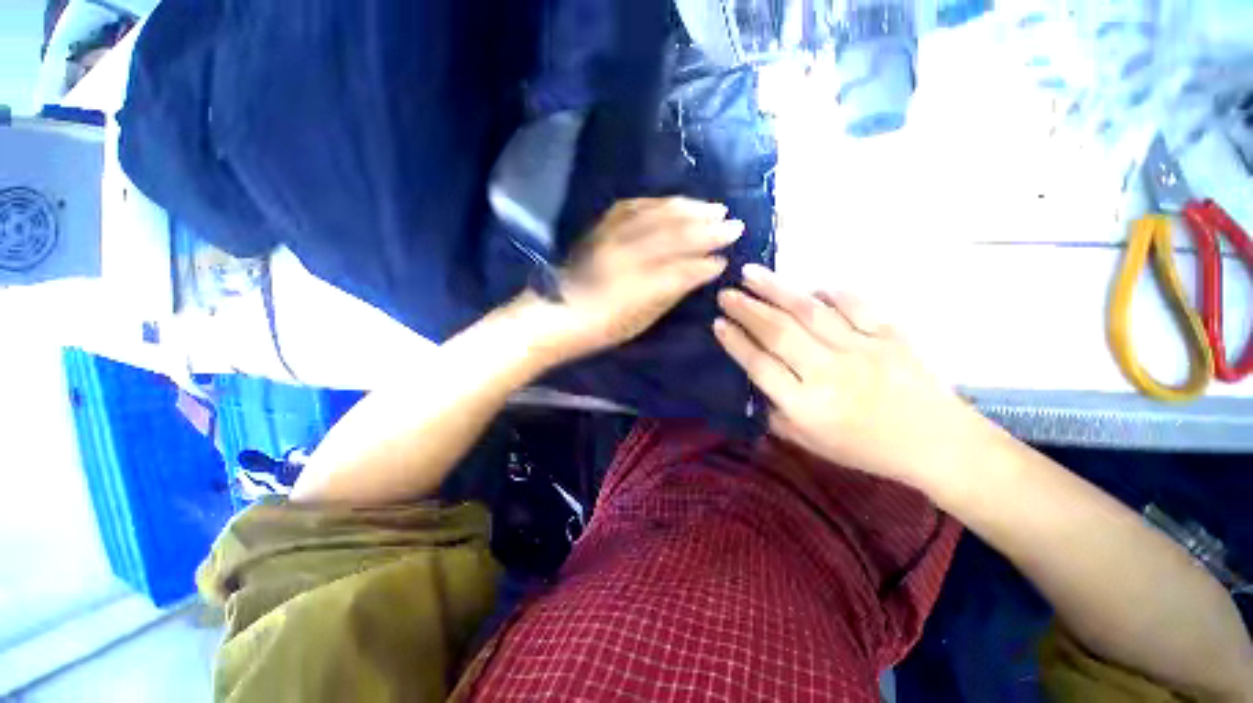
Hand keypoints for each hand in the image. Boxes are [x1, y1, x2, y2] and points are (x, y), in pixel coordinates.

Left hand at [536, 198, 743, 359]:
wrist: (554, 313)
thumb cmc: (599, 326)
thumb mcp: (640, 320)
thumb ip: (672, 291)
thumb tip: (704, 270)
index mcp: (635, 285)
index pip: (681, 267)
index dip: (706, 261)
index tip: (727, 259)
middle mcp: (624, 254)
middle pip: (673, 234)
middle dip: (707, 228)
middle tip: (734, 224)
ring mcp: (610, 236)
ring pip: (657, 214)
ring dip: (689, 209)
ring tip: (714, 208)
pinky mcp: (601, 226)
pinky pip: (635, 206)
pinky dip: (660, 203)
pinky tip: (676, 203)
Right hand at [713, 264, 984, 489]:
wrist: (938, 445)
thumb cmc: (866, 449)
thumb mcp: (811, 443)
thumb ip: (776, 413)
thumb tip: (755, 380)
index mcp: (809, 406)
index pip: (760, 366)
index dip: (736, 342)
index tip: (717, 323)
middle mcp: (831, 374)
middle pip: (779, 332)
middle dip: (746, 309)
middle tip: (725, 293)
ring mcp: (863, 350)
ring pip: (810, 311)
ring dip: (776, 290)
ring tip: (751, 274)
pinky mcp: (891, 335)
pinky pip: (855, 305)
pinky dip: (831, 293)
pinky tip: (812, 287)